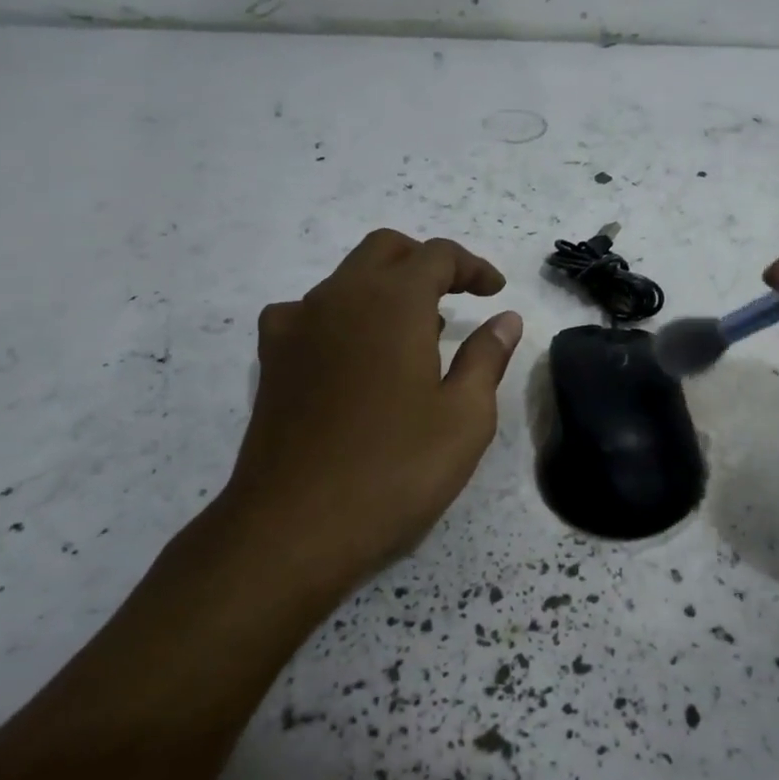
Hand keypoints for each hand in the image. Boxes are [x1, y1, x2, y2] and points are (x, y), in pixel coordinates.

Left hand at [220, 229, 523, 600]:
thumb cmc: (394, 470)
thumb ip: (487, 357)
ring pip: (346, 278)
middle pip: (386, 250)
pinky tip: (354, 354)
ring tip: (415, 333)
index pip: (437, 255)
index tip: (495, 293)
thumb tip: (506, 319)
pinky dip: (342, 315)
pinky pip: (309, 312)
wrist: (291, 529)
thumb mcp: (464, 417)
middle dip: (426, 263)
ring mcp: (297, 326)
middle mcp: (340, 298)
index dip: (472, 267)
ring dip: (386, 287)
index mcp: (393, 303)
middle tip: (457, 296)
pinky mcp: (272, 360)